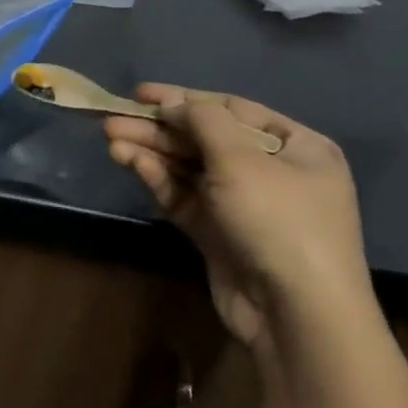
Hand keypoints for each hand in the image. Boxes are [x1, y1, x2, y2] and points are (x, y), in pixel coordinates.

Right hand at [105, 85, 374, 353]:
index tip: (141, 94)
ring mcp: (243, 205)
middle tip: (114, 119)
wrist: (296, 312)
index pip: (233, 110)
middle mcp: (272, 171)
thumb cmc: (279, 220)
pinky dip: (157, 178)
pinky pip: (184, 196)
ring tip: (110, 139)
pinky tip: (128, 162)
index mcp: (297, 147)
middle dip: (159, 129)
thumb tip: (172, 104)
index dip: (185, 99)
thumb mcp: (242, 159)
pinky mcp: (218, 233)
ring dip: (151, 151)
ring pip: (188, 168)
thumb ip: (203, 121)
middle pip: (204, 139)